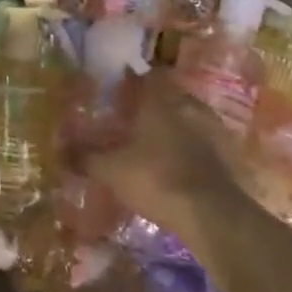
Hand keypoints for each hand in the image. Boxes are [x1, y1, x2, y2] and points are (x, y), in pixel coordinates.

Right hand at [82, 71, 261, 249]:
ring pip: (190, 118)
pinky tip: (180, 165)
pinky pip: (206, 143)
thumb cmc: (156, 180)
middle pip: (170, 96)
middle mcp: (189, 107)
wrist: (213, 215)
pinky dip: (193, 149)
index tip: (118, 89)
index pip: (147, 76)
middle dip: (153, 104)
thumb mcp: (111, 171)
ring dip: (175, 126)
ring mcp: (214, 130)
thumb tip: (60, 151)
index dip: (132, 80)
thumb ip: (85, 158)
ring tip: (156, 143)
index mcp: (160, 102)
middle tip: (134, 118)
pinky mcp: (230, 155)